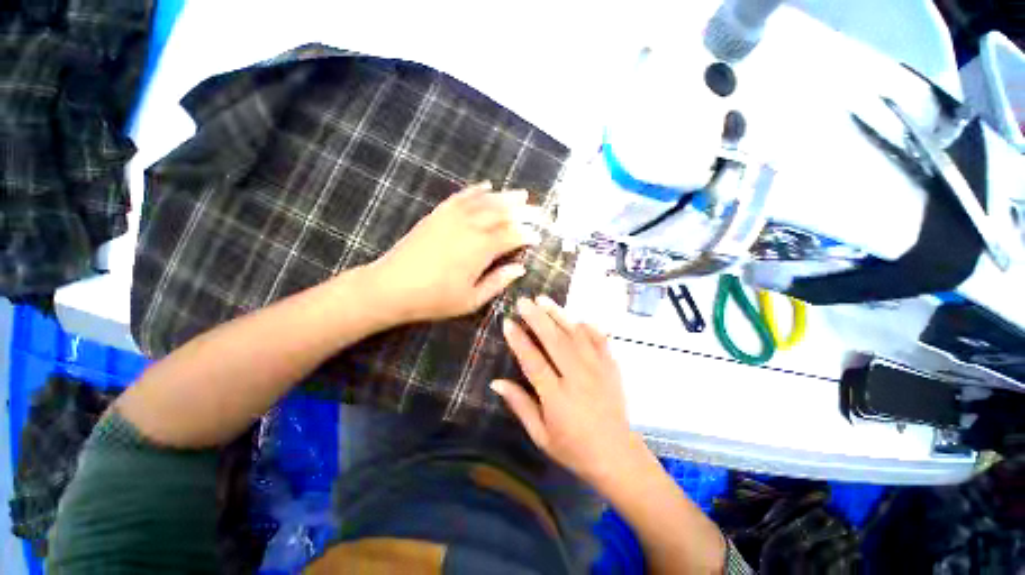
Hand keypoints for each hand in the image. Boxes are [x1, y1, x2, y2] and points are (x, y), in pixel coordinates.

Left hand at [368, 182, 543, 323]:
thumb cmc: (434, 299)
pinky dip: (476, 190)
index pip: (512, 235)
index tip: (539, 237)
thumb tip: (520, 268)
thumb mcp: (471, 300)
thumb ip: (498, 282)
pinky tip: (487, 186)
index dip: (528, 235)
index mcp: (481, 249)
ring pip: (485, 201)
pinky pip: (461, 196)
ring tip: (522, 194)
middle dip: (524, 211)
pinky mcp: (438, 214)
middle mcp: (470, 227)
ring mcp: (452, 217)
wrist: (391, 287)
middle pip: (503, 213)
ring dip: (506, 196)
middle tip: (540, 211)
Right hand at [492, 296, 638, 484]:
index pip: (534, 362)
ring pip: (576, 335)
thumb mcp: (540, 435)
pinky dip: (587, 327)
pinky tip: (576, 318)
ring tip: (544, 299)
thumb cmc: (573, 448)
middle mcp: (578, 378)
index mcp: (557, 398)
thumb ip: (520, 405)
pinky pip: (599, 340)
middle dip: (537, 318)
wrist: (617, 456)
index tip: (508, 322)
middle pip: (555, 341)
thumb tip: (496, 382)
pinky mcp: (612, 367)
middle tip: (524, 301)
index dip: (519, 340)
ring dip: (559, 315)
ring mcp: (598, 370)